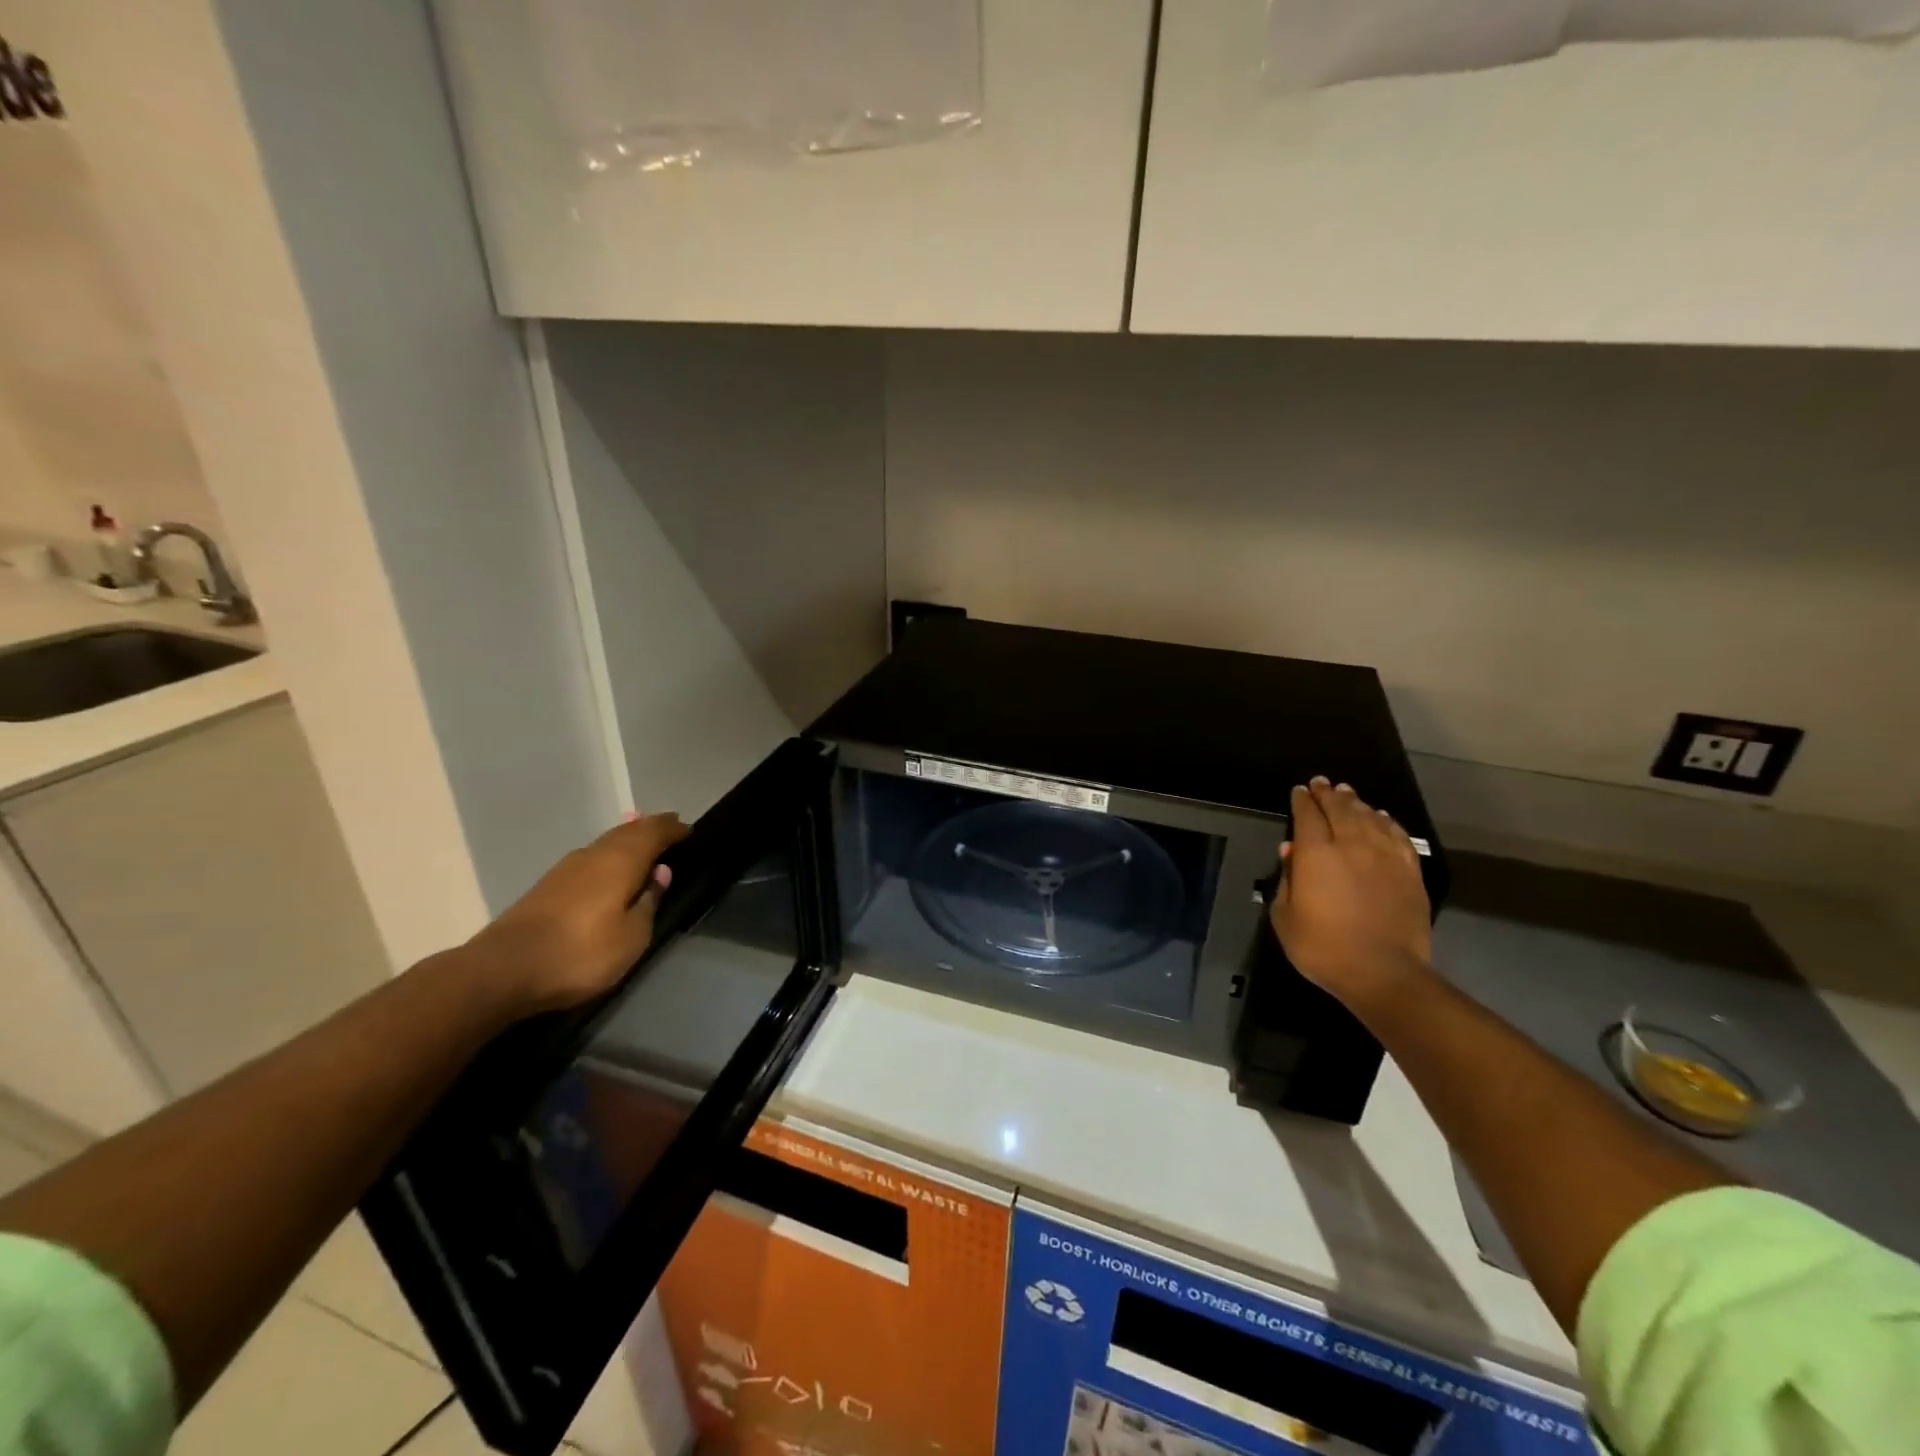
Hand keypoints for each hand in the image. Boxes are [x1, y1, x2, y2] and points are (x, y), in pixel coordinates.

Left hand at [461, 812, 689, 1014]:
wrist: (503, 970)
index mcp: (620, 861)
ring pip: (606, 843)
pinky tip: (609, 867)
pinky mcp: (547, 886)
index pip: (654, 832)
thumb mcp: (631, 936)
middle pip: (628, 831)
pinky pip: (590, 858)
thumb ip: (649, 902)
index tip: (689, 830)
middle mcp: (594, 854)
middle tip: (670, 827)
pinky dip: (608, 855)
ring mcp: (566, 868)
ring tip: (644, 842)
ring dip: (628, 840)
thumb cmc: (580, 954)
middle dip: (650, 828)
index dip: (673, 829)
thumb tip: (661, 873)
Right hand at [1270, 778, 1432, 1010]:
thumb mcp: (1285, 917)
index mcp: (1317, 854)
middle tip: (1322, 783)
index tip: (1299, 791)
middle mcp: (1352, 845)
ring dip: (1356, 803)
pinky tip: (1381, 817)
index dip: (1302, 801)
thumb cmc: (1323, 947)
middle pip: (1340, 809)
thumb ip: (1286, 879)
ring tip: (1347, 794)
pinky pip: (1397, 835)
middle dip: (1328, 794)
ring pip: (1369, 817)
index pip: (1308, 816)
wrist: (1383, 973)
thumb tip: (1291, 850)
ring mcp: (1385, 856)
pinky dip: (1386, 821)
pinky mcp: (1409, 871)